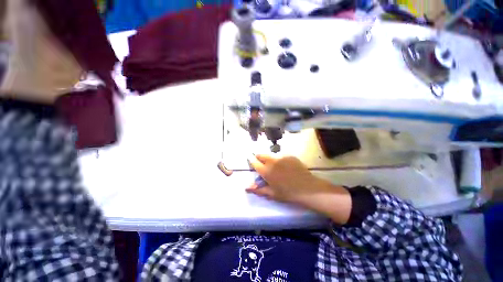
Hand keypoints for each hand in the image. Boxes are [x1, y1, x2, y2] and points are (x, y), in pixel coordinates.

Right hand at [247, 154, 351, 223]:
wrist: (307, 188)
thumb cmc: (288, 193)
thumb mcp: (272, 193)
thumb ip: (258, 189)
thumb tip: (246, 187)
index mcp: (266, 171)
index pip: (254, 163)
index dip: (251, 160)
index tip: (250, 159)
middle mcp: (272, 161)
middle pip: (262, 155)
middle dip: (259, 156)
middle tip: (260, 160)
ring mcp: (281, 157)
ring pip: (271, 155)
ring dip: (269, 158)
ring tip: (274, 164)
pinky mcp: (290, 156)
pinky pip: (281, 156)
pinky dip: (280, 159)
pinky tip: (285, 166)